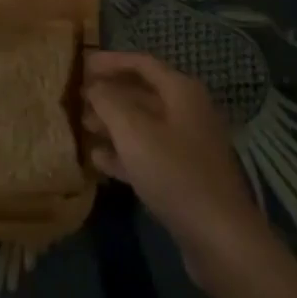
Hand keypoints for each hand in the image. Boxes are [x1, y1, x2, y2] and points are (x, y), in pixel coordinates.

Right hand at [83, 50, 269, 286]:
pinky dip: (124, 152)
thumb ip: (109, 102)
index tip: (81, 64)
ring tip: (83, 126)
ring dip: (113, 123)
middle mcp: (187, 111)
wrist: (219, 236)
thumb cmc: (174, 173)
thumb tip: (94, 86)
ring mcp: (187, 145)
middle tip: (77, 98)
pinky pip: (148, 153)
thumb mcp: (133, 131)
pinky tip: (98, 159)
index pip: (142, 63)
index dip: (110, 61)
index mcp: (181, 91)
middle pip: (143, 92)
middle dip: (109, 93)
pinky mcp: (183, 175)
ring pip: (143, 124)